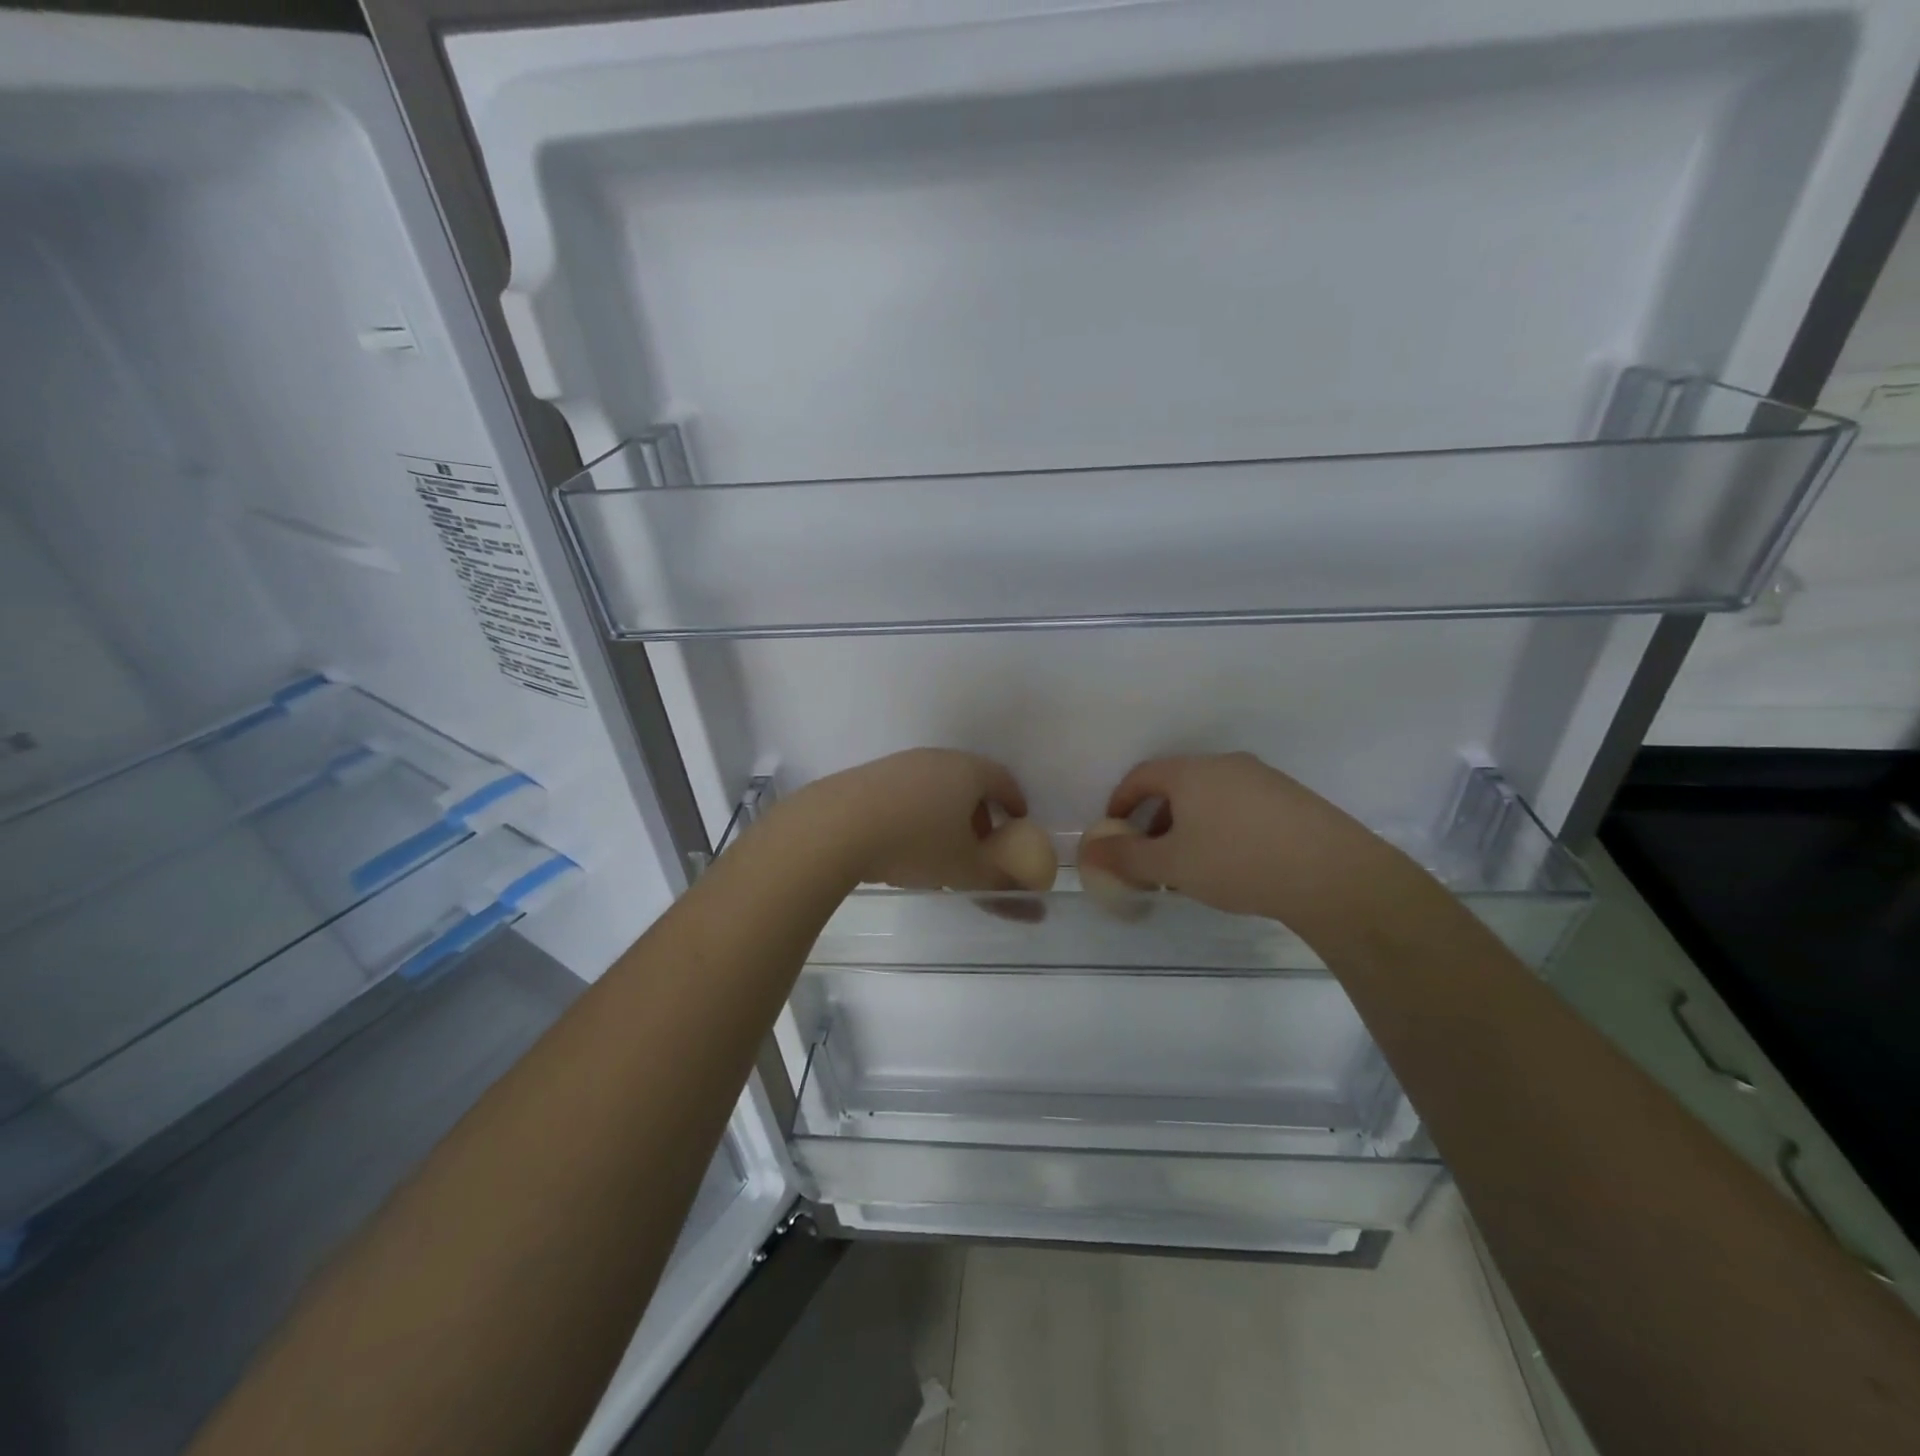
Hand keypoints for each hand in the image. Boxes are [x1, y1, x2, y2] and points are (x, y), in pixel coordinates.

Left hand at [788, 749, 1030, 891]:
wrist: (836, 827)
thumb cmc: (915, 843)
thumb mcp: (964, 870)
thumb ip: (1001, 884)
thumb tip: (1033, 905)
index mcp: (967, 771)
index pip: (1002, 779)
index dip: (1014, 801)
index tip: (1018, 821)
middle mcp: (935, 758)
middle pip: (968, 781)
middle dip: (978, 811)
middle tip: (981, 842)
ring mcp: (899, 765)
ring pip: (934, 787)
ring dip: (945, 814)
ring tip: (940, 850)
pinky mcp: (868, 777)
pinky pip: (905, 793)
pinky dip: (915, 814)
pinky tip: (902, 844)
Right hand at [1077, 752, 1390, 922]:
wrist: (1332, 874)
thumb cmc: (1237, 862)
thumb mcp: (1171, 865)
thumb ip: (1125, 856)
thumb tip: (1088, 850)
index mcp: (1191, 772)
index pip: (1142, 775)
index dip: (1120, 802)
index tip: (1114, 830)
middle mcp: (1226, 765)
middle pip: (1176, 786)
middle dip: (1156, 820)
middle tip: (1151, 856)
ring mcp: (1264, 779)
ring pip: (1210, 798)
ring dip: (1189, 826)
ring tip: (1191, 867)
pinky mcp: (1292, 799)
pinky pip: (1241, 807)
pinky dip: (1222, 828)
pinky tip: (1232, 865)